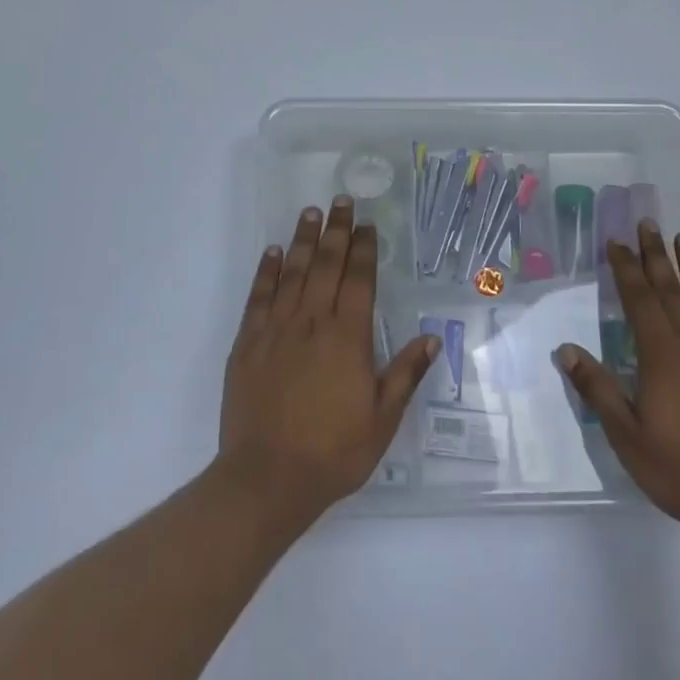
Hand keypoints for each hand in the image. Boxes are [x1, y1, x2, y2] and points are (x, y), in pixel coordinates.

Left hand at [219, 198, 440, 519]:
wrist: (268, 477)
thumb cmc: (333, 452)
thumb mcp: (382, 420)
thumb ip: (405, 374)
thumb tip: (431, 338)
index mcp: (347, 338)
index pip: (358, 281)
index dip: (364, 250)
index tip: (367, 225)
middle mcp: (312, 323)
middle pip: (326, 266)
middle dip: (336, 232)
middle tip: (341, 202)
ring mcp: (276, 330)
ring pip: (293, 274)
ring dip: (303, 241)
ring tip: (310, 213)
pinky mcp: (247, 344)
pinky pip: (258, 297)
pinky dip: (266, 272)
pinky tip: (273, 252)